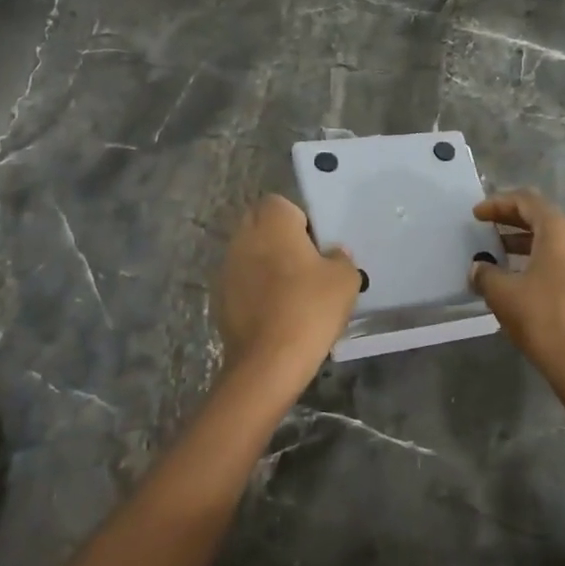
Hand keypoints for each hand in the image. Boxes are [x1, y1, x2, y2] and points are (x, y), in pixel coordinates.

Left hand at [214, 195, 359, 392]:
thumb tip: (334, 254)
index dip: (300, 220)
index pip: (281, 204)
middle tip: (306, 266)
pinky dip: (256, 290)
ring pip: (249, 254)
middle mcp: (243, 237)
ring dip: (266, 265)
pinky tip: (276, 313)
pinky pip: (242, 282)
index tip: (316, 246)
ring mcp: (226, 268)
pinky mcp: (219, 298)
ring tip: (292, 292)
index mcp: (271, 222)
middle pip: (261, 226)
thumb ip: (341, 258)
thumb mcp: (345, 280)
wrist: (268, 361)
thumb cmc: (309, 308)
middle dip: (280, 240)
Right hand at [470, 190, 564, 385]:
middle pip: (543, 218)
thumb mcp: (502, 293)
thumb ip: (485, 273)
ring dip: (526, 242)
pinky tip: (522, 278)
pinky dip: (542, 259)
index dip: (498, 204)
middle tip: (486, 229)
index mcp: (561, 231)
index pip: (527, 201)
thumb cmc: (542, 319)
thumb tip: (479, 267)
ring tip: (499, 254)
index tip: (476, 215)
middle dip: (512, 221)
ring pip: (556, 241)